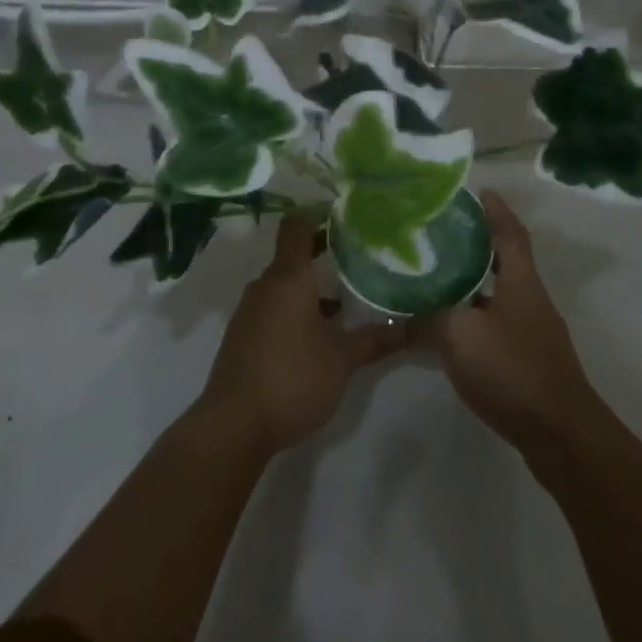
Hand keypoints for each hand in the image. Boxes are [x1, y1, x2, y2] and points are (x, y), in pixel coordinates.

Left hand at [198, 213, 404, 455]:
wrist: (233, 425)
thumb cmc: (292, 377)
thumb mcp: (342, 359)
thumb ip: (374, 339)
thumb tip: (409, 327)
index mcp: (288, 278)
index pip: (297, 226)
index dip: (318, 215)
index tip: (345, 217)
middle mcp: (265, 287)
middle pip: (292, 256)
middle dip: (323, 254)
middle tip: (358, 257)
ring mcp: (250, 312)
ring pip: (284, 286)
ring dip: (311, 288)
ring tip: (346, 299)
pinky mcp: (243, 337)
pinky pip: (273, 309)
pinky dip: (296, 310)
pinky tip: (320, 334)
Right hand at [415, 190, 597, 448]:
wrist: (559, 434)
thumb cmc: (512, 369)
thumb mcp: (459, 336)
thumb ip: (426, 320)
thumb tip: (397, 315)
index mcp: (521, 282)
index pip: (510, 233)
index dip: (497, 211)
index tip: (481, 192)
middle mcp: (531, 299)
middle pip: (506, 261)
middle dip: (479, 245)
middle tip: (444, 234)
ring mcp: (534, 332)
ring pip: (499, 294)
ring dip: (475, 283)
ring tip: (439, 277)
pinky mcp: (530, 361)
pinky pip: (498, 324)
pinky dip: (476, 317)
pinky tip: (452, 329)